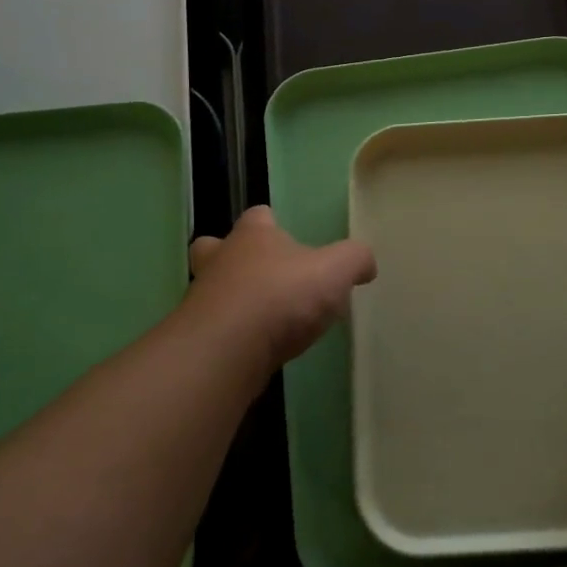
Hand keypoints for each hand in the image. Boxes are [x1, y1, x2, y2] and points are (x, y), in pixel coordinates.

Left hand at [185, 207, 375, 365]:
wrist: (226, 350)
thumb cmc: (281, 296)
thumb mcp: (335, 271)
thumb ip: (354, 260)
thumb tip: (366, 263)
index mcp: (253, 236)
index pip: (258, 216)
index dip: (271, 223)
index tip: (288, 237)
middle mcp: (221, 260)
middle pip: (215, 247)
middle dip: (231, 256)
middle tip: (259, 274)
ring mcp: (204, 299)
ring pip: (212, 289)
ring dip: (232, 298)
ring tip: (262, 317)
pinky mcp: (199, 337)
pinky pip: (214, 328)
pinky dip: (231, 334)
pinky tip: (254, 348)